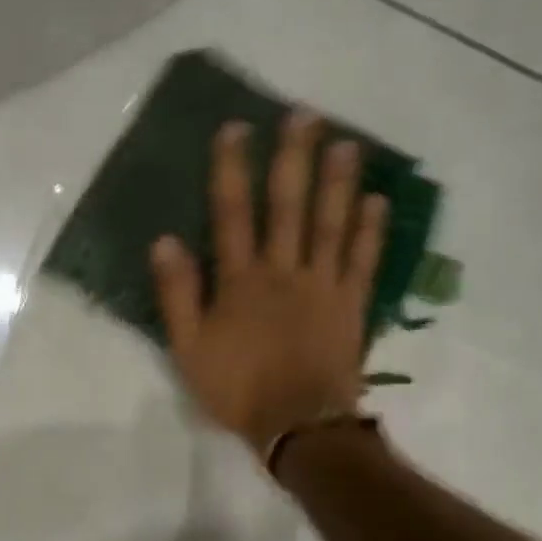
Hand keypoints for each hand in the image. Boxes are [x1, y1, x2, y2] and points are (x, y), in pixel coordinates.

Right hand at [150, 112, 387, 453]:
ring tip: (346, 143)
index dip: (232, 169)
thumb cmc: (237, 389)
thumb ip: (177, 295)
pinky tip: (377, 200)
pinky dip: (371, 230)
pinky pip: (363, 260)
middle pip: (288, 206)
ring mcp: (323, 285)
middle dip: (294, 158)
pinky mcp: (351, 304)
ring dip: (338, 181)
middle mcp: (284, 271)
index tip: (236, 129)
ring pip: (331, 223)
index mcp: (241, 281)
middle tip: (304, 115)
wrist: (297, 425)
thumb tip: (164, 241)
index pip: (232, 214)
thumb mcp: (188, 349)